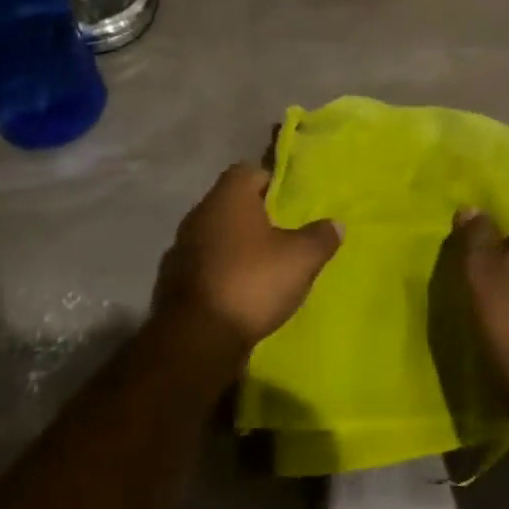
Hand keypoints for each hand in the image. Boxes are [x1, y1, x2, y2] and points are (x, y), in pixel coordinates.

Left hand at [152, 163, 340, 358]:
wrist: (197, 337)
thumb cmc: (252, 282)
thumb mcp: (301, 259)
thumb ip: (320, 237)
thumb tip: (335, 224)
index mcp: (228, 197)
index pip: (248, 171)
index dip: (270, 183)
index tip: (289, 203)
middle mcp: (199, 214)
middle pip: (229, 204)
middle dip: (253, 216)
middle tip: (281, 234)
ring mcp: (181, 248)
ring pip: (214, 235)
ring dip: (234, 246)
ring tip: (262, 266)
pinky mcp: (172, 281)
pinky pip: (203, 265)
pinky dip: (219, 272)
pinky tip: (238, 291)